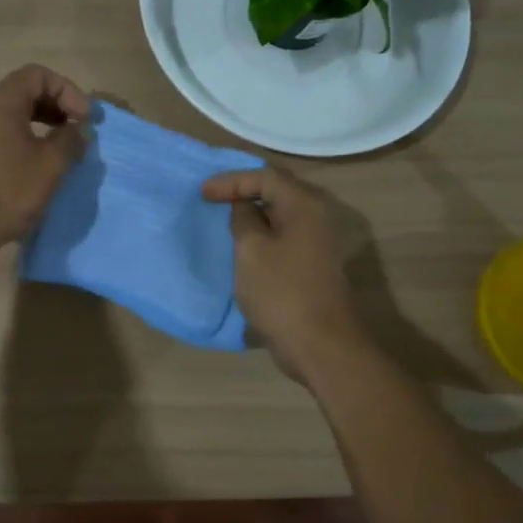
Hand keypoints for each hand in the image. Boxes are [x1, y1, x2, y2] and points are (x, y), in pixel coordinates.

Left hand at [0, 65, 90, 270]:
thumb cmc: (6, 190)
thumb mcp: (50, 164)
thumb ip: (71, 140)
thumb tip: (81, 129)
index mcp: (3, 101)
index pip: (40, 75)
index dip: (68, 91)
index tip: (85, 119)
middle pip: (28, 92)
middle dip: (59, 106)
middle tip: (79, 130)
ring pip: (18, 116)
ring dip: (46, 126)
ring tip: (66, 149)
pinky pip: (8, 136)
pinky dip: (30, 142)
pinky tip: (44, 167)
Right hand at [202, 165, 365, 376]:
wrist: (320, 345)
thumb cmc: (281, 291)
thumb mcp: (250, 249)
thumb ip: (243, 218)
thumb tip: (243, 207)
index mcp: (304, 205)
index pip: (264, 176)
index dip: (230, 181)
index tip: (202, 194)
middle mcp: (316, 216)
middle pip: (276, 191)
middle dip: (243, 191)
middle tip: (212, 197)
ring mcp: (318, 242)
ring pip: (280, 215)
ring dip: (252, 214)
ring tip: (224, 218)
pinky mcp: (313, 264)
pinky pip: (283, 235)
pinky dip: (262, 234)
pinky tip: (243, 244)